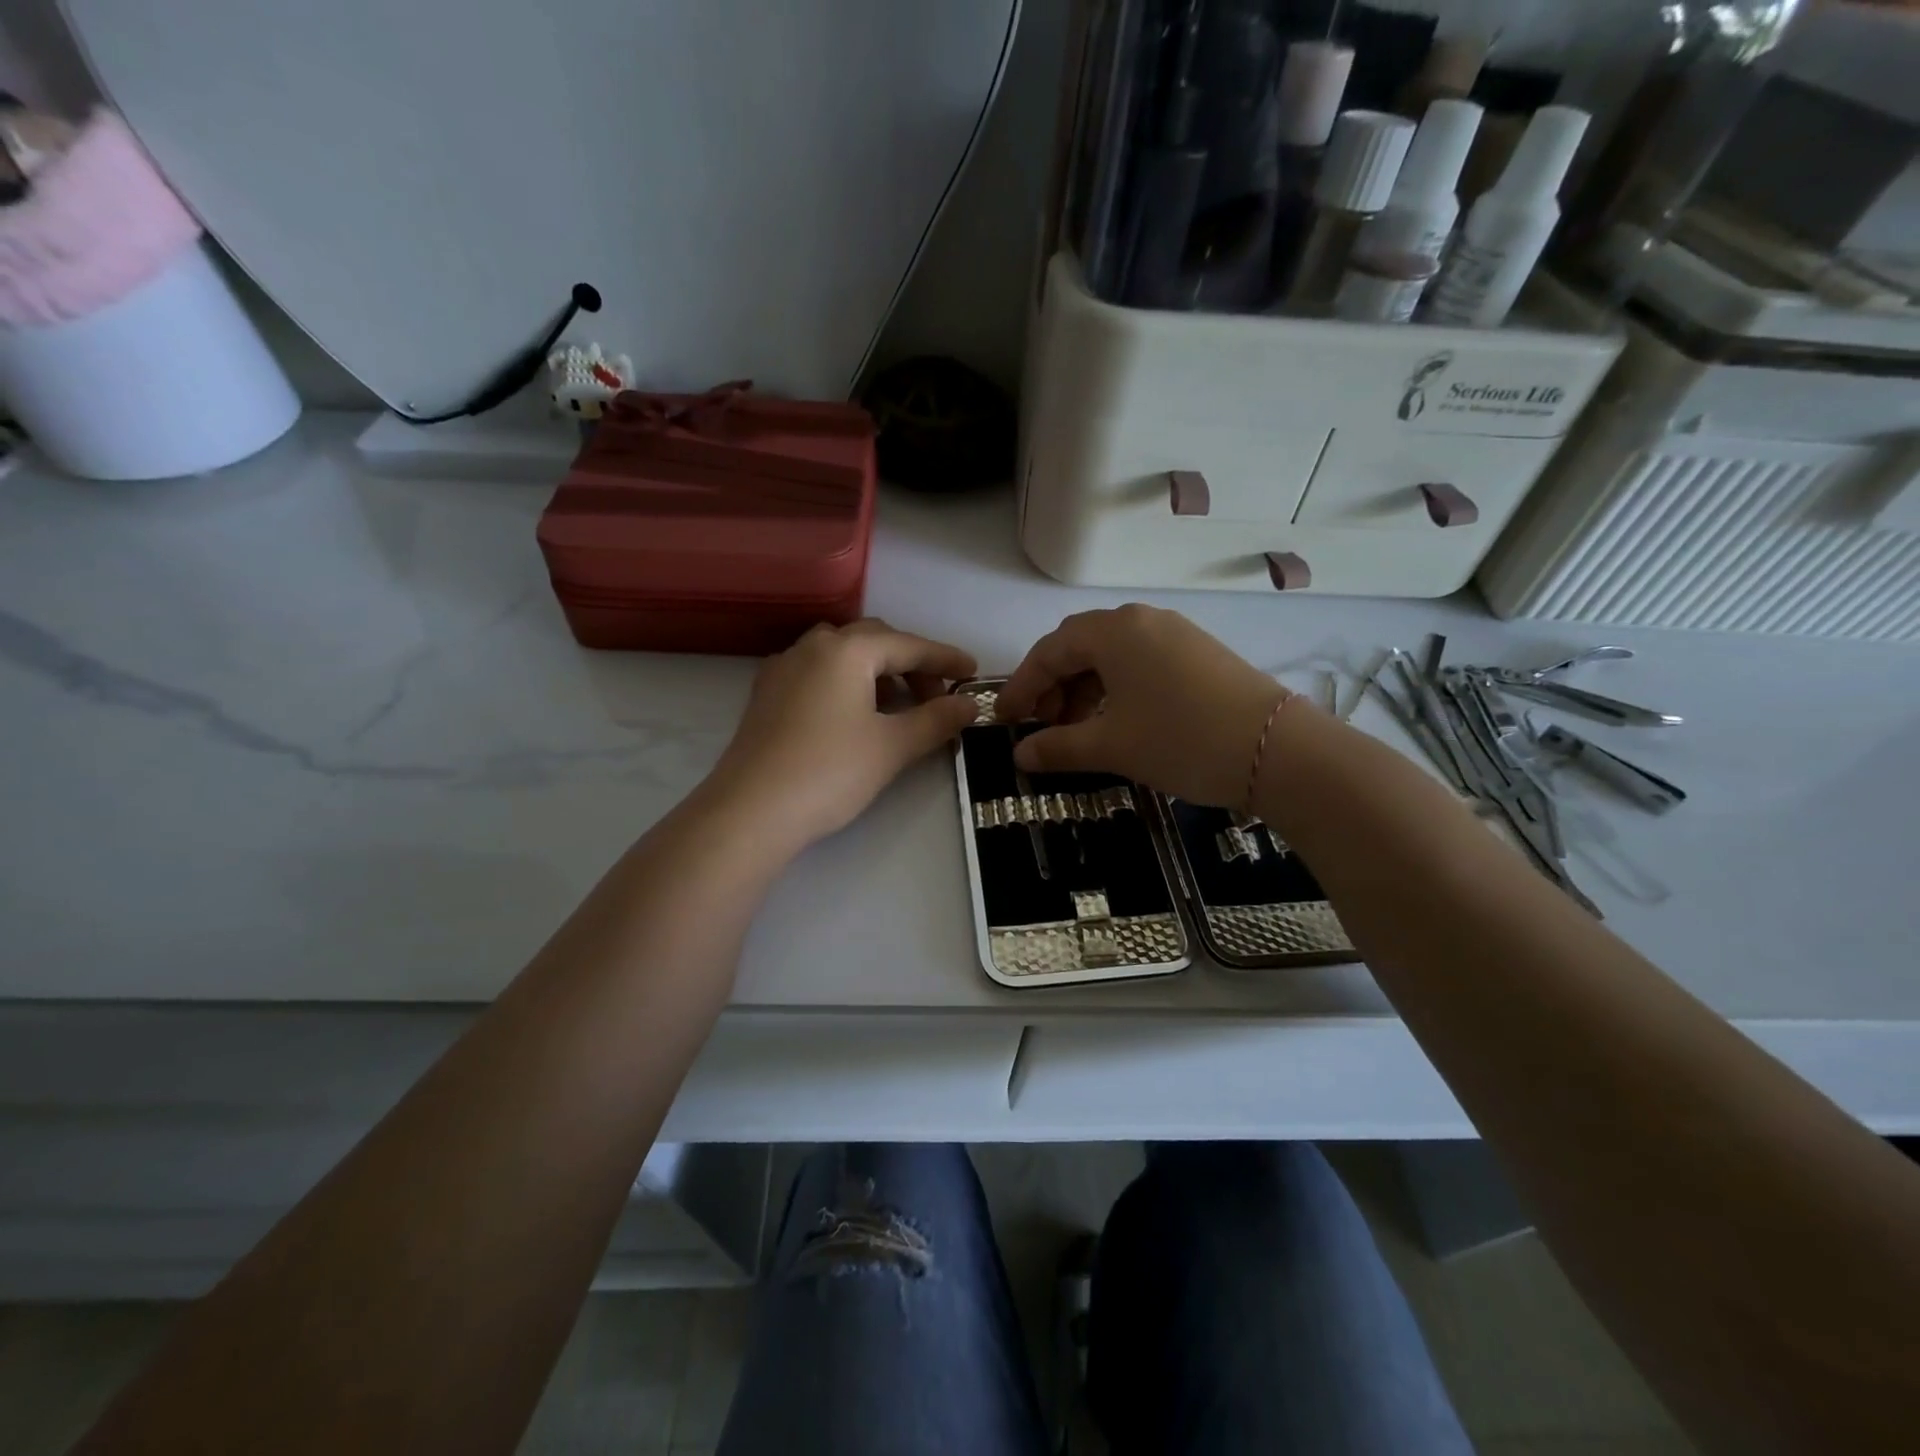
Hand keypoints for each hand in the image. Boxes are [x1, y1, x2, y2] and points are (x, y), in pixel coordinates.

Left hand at [707, 619, 978, 851]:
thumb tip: (970, 705)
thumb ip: (936, 720)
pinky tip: (854, 715)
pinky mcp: (767, 694)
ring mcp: (783, 668)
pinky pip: (818, 672)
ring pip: (843, 654)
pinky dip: (847, 682)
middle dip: (911, 664)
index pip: (908, 645)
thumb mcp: (892, 746)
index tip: (974, 672)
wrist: (750, 812)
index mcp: (846, 650)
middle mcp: (812, 646)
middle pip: (874, 641)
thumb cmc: (829, 772)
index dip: (945, 658)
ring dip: (878, 672)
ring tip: (898, 707)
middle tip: (937, 697)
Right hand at [998, 605, 1284, 806]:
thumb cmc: (1181, 740)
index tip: (1005, 720)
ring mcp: (1174, 633)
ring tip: (1079, 730)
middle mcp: (1142, 620)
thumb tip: (1020, 755)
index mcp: (1114, 631)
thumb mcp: (1111, 746)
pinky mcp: (1198, 652)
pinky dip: (1116, 688)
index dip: (1022, 686)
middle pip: (1079, 647)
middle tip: (1043, 727)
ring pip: (1111, 655)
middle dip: (1053, 686)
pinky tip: (1117, 720)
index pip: (1049, 651)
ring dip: (1084, 689)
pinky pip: (1140, 662)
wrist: (1278, 750)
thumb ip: (1057, 748)